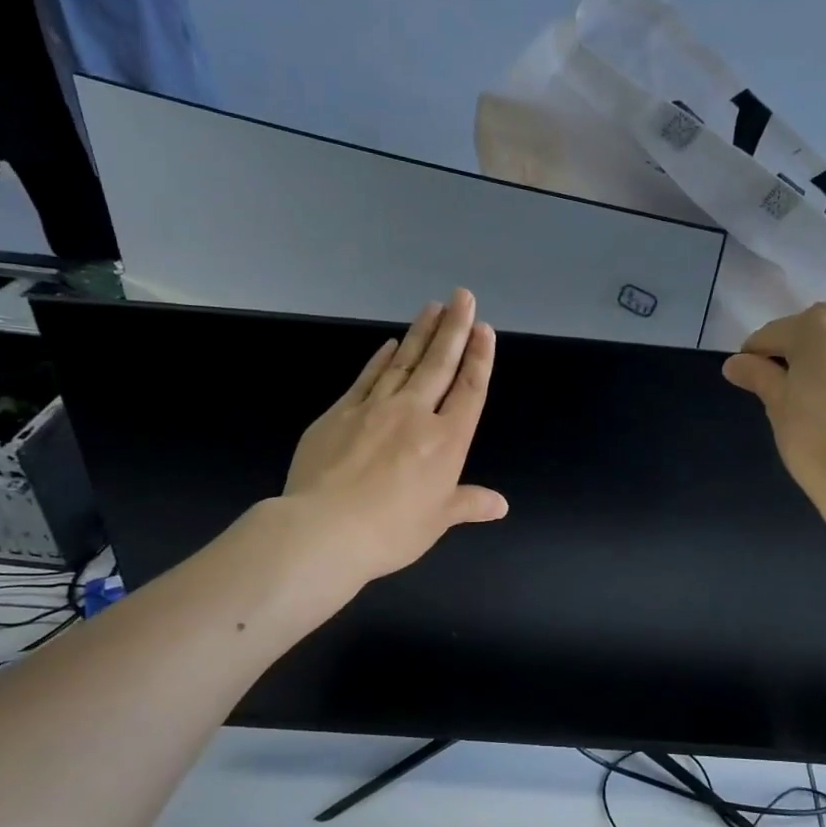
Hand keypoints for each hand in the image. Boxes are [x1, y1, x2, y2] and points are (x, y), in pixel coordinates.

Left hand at [283, 289, 507, 585]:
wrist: (324, 529)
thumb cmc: (392, 530)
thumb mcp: (438, 521)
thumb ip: (469, 504)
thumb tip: (501, 505)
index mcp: (446, 441)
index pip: (469, 390)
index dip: (479, 358)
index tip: (484, 329)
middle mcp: (415, 414)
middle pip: (439, 364)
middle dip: (454, 329)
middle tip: (462, 296)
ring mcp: (375, 408)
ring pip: (404, 362)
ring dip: (421, 333)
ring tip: (433, 306)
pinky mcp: (340, 412)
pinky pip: (367, 378)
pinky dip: (381, 358)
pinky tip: (390, 342)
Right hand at [722, 303, 825, 502]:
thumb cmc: (813, 436)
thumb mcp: (777, 403)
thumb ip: (757, 374)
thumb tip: (735, 363)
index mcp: (818, 326)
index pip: (772, 334)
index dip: (753, 355)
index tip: (745, 376)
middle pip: (814, 327)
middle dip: (794, 345)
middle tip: (780, 379)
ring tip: (815, 386)